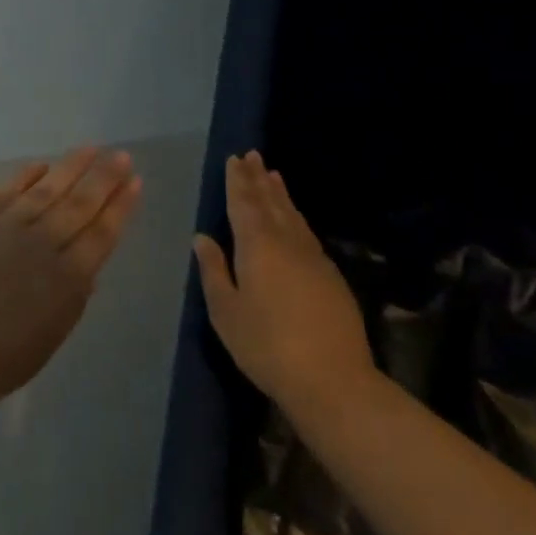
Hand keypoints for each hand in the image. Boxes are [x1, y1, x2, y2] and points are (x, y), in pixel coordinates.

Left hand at [0, 147, 142, 420]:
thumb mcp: (44, 344)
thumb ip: (69, 304)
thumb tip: (86, 271)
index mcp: (65, 282)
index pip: (101, 235)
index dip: (120, 208)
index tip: (135, 182)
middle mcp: (40, 245)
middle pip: (79, 205)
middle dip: (104, 179)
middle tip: (121, 155)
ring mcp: (4, 228)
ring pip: (46, 190)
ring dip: (70, 168)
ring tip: (90, 148)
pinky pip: (5, 192)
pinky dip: (25, 177)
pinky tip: (40, 166)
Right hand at [193, 150, 373, 408]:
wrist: (333, 380)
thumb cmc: (266, 345)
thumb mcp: (226, 311)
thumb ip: (214, 271)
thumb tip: (203, 238)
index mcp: (257, 246)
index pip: (243, 203)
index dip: (237, 180)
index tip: (234, 159)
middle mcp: (286, 242)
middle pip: (270, 202)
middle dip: (258, 178)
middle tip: (253, 154)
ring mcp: (314, 258)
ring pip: (293, 215)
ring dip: (280, 194)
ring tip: (273, 175)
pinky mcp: (331, 276)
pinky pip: (306, 232)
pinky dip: (296, 216)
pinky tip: (294, 219)